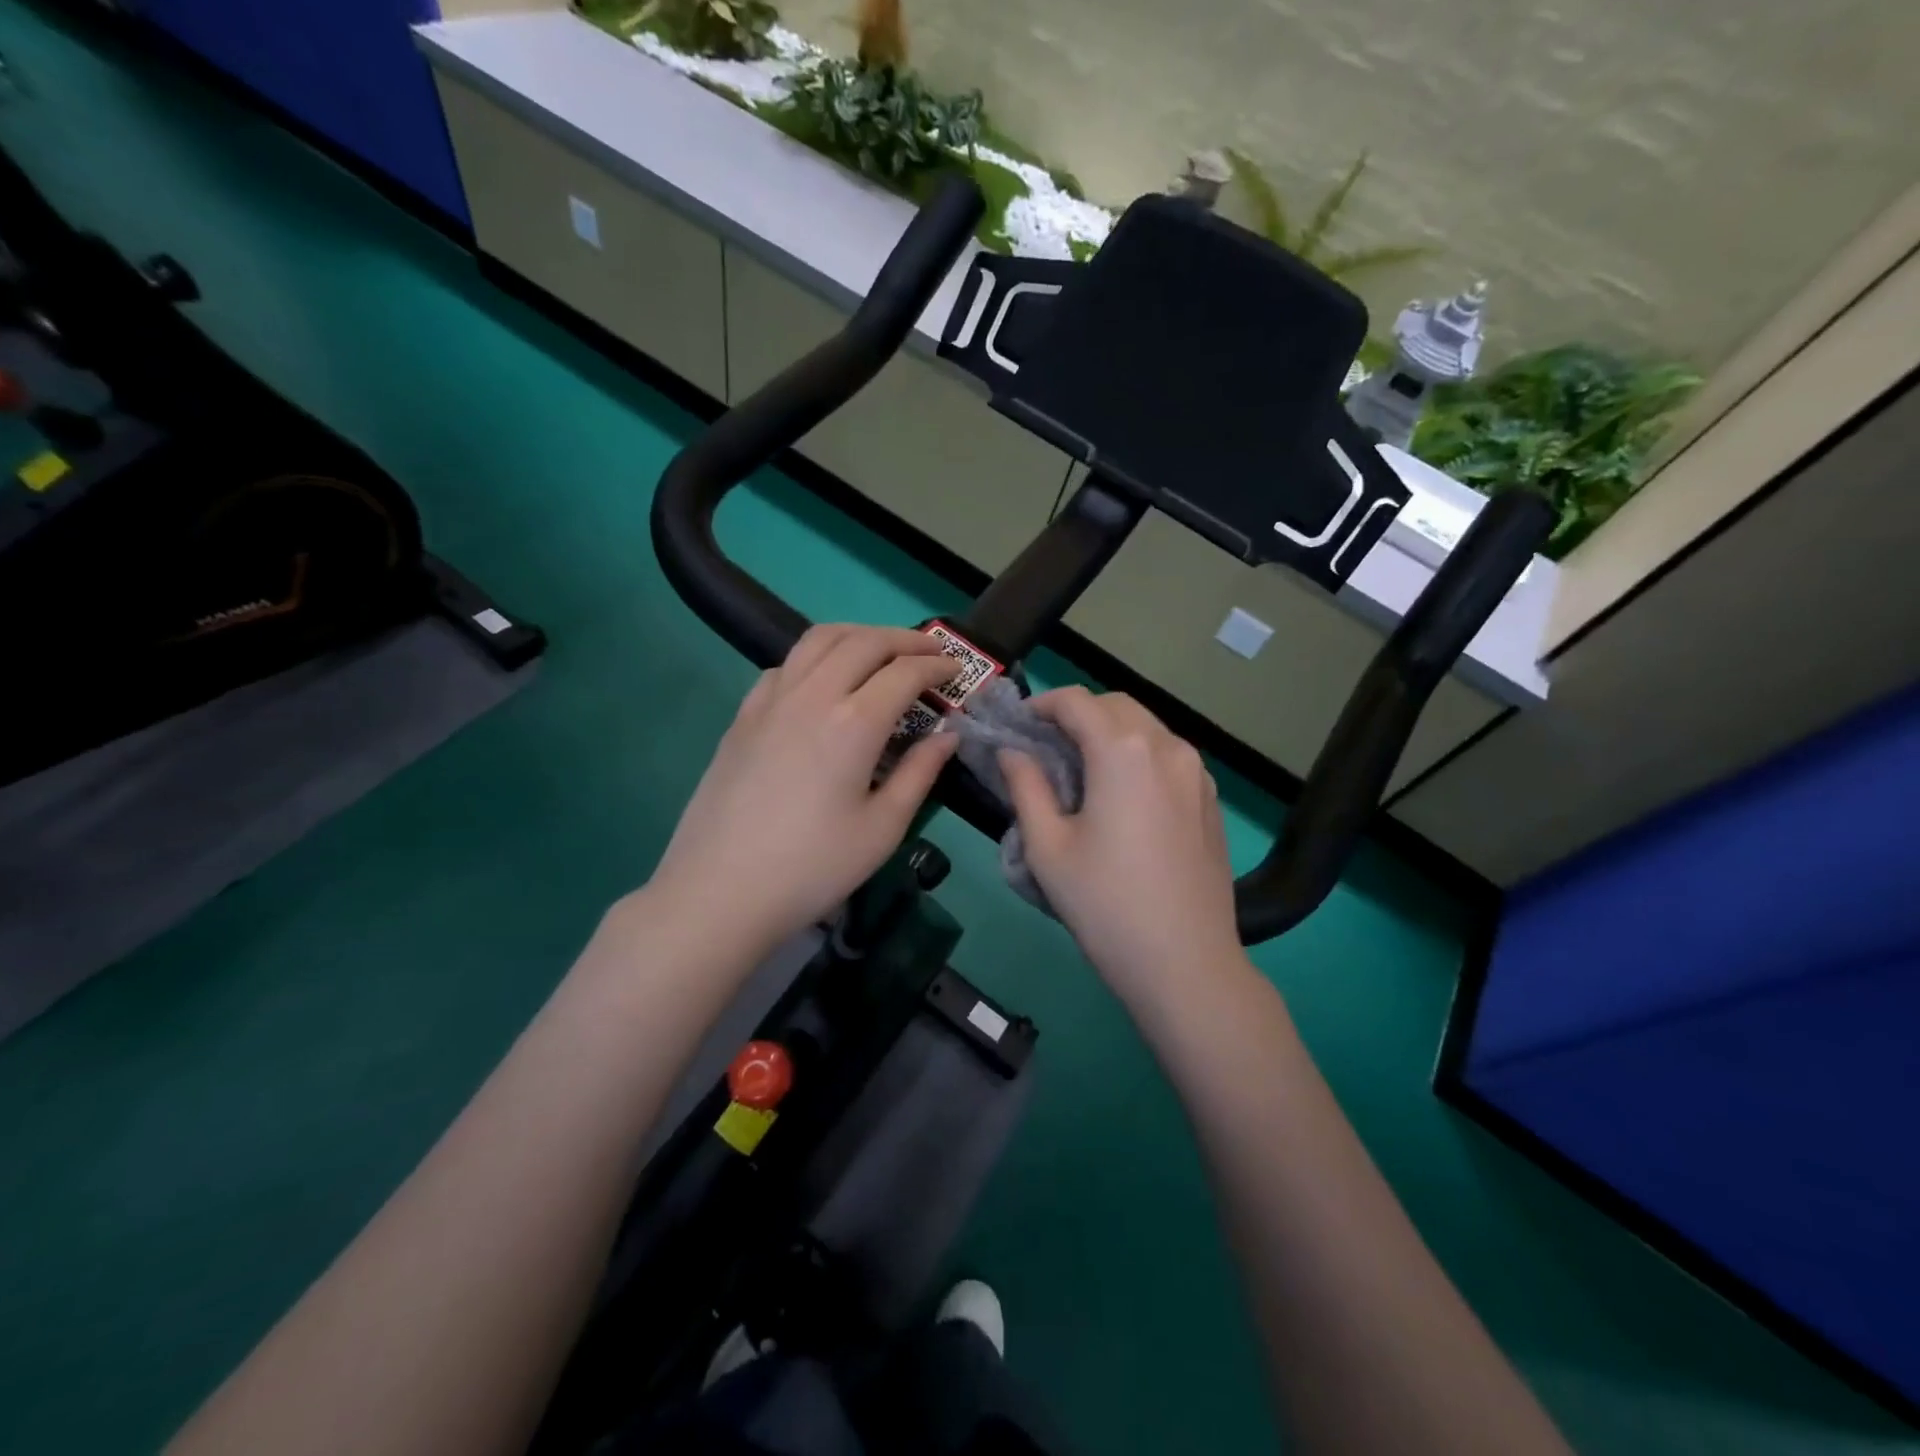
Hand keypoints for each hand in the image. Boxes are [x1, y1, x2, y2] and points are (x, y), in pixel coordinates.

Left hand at [648, 625, 960, 953]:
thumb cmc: (812, 867)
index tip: (956, 670)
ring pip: (819, 640)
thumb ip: (920, 773)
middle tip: (929, 652)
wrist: (720, 891)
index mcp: (854, 723)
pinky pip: (786, 665)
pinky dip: (817, 657)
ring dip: (858, 635)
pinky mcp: (743, 715)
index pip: (905, 673)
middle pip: (864, 642)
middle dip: (904, 639)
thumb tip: (947, 736)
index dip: (936, 666)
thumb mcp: (882, 828)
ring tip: (881, 652)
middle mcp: (812, 695)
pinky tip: (824, 683)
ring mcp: (771, 700)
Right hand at [999, 687, 1244, 1001]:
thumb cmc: (1105, 904)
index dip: (1041, 704)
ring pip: (1147, 727)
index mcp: (1123, 751)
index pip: (1076, 701)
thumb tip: (1011, 751)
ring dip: (1110, 732)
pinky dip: (1138, 755)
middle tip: (1045, 744)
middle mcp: (1167, 747)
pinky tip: (1122, 795)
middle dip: (1077, 713)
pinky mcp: (1210, 799)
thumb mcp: (1048, 846)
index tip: (1017, 725)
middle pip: (1116, 704)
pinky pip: (1169, 756)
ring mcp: (1197, 772)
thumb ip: (1025, 786)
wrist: (1186, 963)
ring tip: (1081, 769)